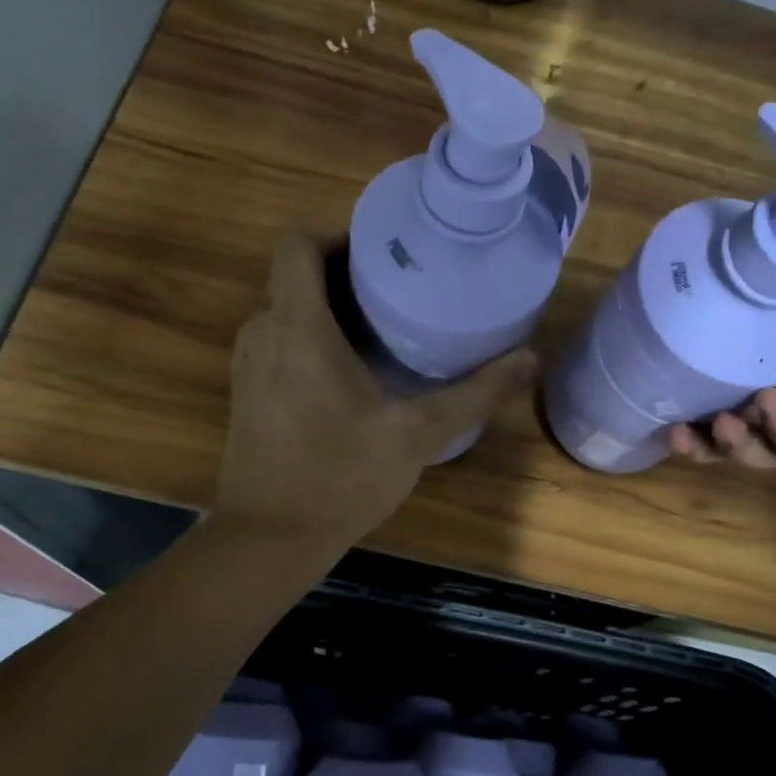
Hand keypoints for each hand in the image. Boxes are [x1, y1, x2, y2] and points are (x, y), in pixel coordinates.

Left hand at [215, 232, 534, 544]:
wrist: (269, 538)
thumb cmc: (341, 477)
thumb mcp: (417, 434)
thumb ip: (475, 393)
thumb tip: (529, 358)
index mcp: (298, 326)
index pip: (298, 243)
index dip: (338, 236)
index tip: (385, 255)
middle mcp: (263, 331)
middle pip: (297, 274)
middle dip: (347, 274)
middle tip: (402, 290)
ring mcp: (248, 363)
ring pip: (288, 308)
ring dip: (330, 308)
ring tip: (385, 328)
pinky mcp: (246, 391)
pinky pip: (280, 340)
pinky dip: (313, 338)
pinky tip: (352, 371)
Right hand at [669, 276, 775, 486]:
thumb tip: (738, 255)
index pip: (737, 374)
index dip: (703, 380)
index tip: (669, 375)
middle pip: (735, 420)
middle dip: (701, 425)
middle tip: (672, 423)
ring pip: (753, 447)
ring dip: (726, 439)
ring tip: (710, 426)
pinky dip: (774, 431)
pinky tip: (769, 406)